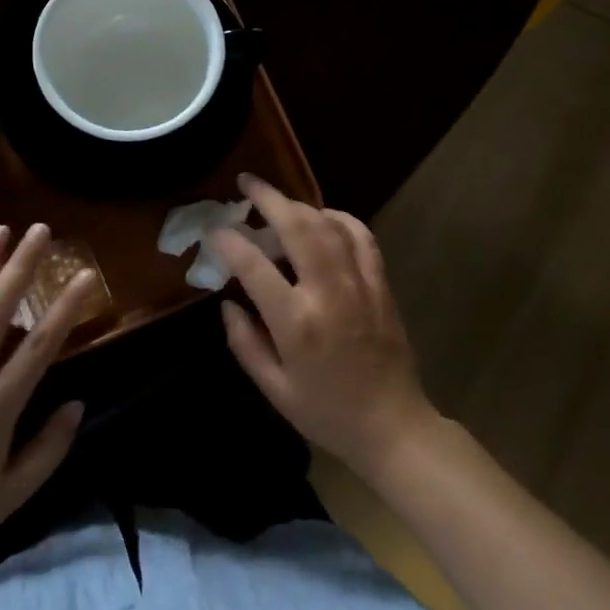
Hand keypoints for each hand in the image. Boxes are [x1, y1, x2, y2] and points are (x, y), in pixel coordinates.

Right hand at [213, 174, 436, 478]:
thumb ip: (244, 343)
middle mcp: (328, 293)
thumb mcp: (274, 389)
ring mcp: (359, 284)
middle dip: (268, 198)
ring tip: (278, 201)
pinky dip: (339, 218)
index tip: (215, 230)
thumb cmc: (327, 413)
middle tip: (246, 182)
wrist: (394, 426)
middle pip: (296, 227)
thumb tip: (227, 302)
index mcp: (296, 322)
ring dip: (299, 205)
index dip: (230, 241)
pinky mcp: (381, 284)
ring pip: (328, 224)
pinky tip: (323, 217)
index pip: (254, 266)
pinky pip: (360, 236)